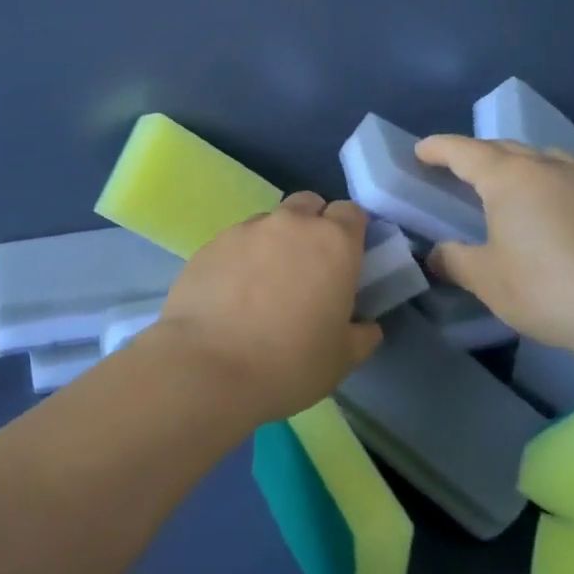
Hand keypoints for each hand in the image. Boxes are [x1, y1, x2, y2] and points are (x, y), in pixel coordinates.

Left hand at [156, 192, 381, 424]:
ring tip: (264, 284)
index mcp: (332, 243)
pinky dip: (240, 259)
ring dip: (274, 242)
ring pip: (268, 222)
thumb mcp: (342, 359)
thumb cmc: (289, 363)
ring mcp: (245, 230)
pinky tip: (231, 295)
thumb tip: (365, 326)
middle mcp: (290, 224)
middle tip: (308, 267)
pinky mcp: (209, 245)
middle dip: (312, 225)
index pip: (351, 212)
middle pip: (308, 204)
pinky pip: (234, 242)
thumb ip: (361, 335)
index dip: (350, 231)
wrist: (208, 368)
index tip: (346, 259)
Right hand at [414, 135, 573, 368]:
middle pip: (503, 148)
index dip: (438, 148)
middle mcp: (545, 167)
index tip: (420, 151)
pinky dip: (543, 181)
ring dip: (514, 163)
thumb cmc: (547, 288)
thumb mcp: (487, 279)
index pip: (463, 151)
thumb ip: (455, 261)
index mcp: (508, 177)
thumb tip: (437, 255)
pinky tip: (546, 208)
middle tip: (455, 169)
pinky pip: (564, 177)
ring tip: (503, 184)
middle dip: (475, 153)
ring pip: (539, 158)